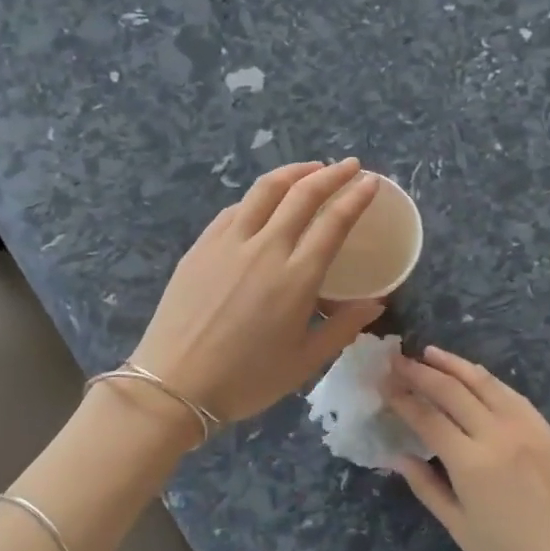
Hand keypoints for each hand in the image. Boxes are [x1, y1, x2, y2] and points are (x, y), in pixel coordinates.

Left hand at [133, 159, 384, 426]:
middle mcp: (265, 248)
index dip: (355, 197)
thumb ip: (343, 328)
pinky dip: (258, 197)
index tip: (370, 182)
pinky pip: (235, 209)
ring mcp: (228, 243)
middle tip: (349, 166)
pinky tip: (264, 202)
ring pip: (265, 190)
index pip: (333, 222)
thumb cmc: (246, 380)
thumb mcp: (305, 362)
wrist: (173, 385)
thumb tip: (376, 303)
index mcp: (296, 278)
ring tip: (311, 169)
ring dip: (293, 173)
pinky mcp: (201, 246)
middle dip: (331, 174)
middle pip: (302, 194)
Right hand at [386, 346, 549, 550]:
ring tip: (430, 353)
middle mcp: (498, 435)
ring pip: (484, 383)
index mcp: (472, 463)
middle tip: (397, 360)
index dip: (402, 398)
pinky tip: (474, 375)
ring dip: (454, 365)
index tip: (382, 382)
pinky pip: (512, 395)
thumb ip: (427, 487)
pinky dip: (487, 380)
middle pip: (452, 391)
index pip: (427, 417)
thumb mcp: (461, 529)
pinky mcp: (548, 431)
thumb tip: (399, 456)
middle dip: (420, 373)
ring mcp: (527, 428)